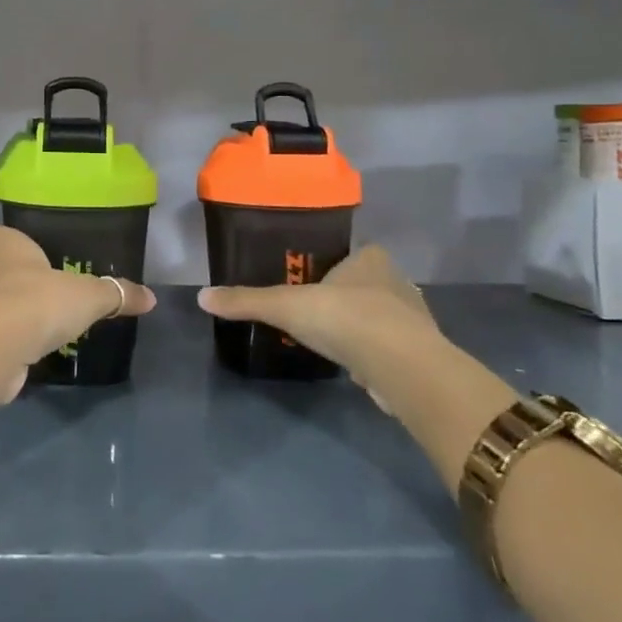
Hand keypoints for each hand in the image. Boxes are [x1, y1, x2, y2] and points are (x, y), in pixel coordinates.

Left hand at [0, 226, 155, 380]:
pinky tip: (25, 351)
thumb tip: (151, 297)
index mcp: (3, 243)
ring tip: (36, 323)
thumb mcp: (89, 295)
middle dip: (10, 278)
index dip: (16, 246)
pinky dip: (4, 341)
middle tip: (40, 291)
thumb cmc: (40, 300)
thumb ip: (117, 293)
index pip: (1, 235)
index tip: (35, 259)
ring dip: (6, 311)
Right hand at [197, 245, 444, 394]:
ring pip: (381, 318)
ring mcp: (414, 320)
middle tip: (315, 311)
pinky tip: (356, 366)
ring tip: (332, 340)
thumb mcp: (285, 306)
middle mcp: (398, 283)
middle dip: (346, 297)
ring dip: (362, 328)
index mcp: (372, 260)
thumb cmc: (345, 318)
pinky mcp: (420, 355)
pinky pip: (391, 349)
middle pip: (367, 285)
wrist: (403, 368)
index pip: (354, 253)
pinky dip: (374, 356)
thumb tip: (202, 297)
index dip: (334, 265)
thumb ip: (247, 301)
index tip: (311, 280)